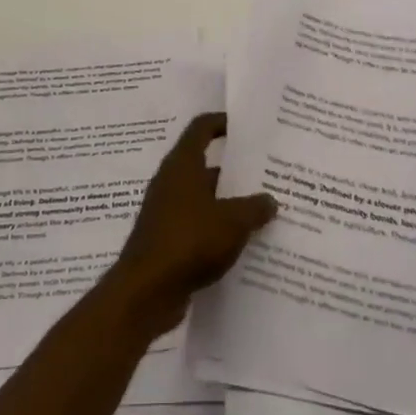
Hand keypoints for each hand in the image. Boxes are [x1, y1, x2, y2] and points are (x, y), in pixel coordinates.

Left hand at [104, 113, 275, 336]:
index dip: (222, 122)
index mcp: (182, 165)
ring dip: (229, 204)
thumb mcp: (232, 222)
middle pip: (206, 166)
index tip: (247, 126)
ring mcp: (167, 213)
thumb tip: (270, 200)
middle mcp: (171, 183)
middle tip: (268, 174)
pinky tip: (244, 243)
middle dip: (236, 170)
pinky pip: (198, 226)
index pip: (201, 129)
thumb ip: (254, 207)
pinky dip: (218, 230)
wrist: (146, 292)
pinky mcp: (167, 240)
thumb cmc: (189, 241)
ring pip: (204, 199)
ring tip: (264, 211)